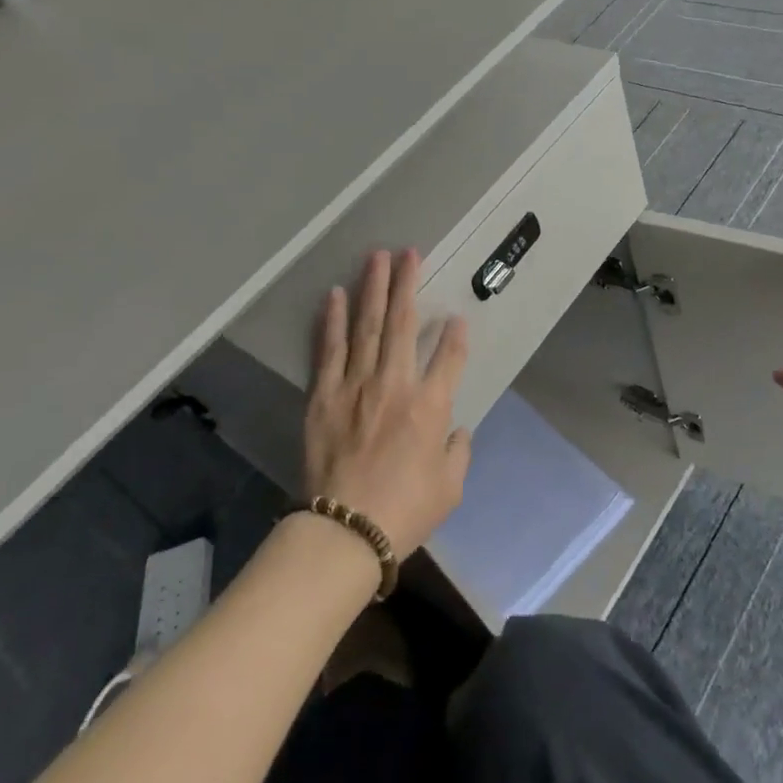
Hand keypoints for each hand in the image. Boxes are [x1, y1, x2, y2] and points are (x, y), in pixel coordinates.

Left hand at [304, 248, 470, 560]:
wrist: (345, 530)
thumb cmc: (405, 511)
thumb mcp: (450, 487)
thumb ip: (458, 451)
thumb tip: (456, 429)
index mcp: (431, 406)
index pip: (450, 356)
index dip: (457, 333)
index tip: (458, 316)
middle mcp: (395, 384)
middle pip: (404, 323)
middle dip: (407, 284)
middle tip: (409, 252)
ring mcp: (356, 385)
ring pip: (368, 325)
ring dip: (373, 289)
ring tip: (376, 257)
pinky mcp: (325, 395)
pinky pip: (330, 349)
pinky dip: (332, 320)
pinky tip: (334, 295)